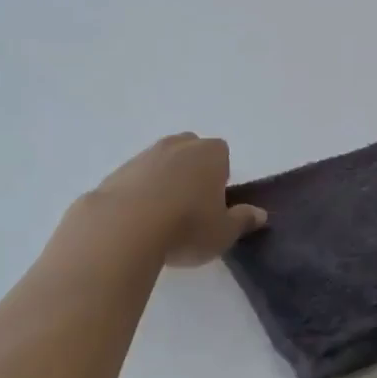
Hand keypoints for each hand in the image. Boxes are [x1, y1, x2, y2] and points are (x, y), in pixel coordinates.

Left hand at [83, 134, 266, 266]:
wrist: (123, 228)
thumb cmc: (186, 226)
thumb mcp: (224, 232)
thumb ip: (243, 221)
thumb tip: (260, 214)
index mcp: (211, 153)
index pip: (222, 155)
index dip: (220, 177)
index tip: (214, 203)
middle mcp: (179, 145)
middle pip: (190, 150)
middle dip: (192, 170)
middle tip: (190, 206)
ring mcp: (144, 156)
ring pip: (161, 162)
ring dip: (163, 181)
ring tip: (161, 218)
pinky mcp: (116, 172)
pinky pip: (135, 179)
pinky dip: (138, 193)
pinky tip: (137, 221)